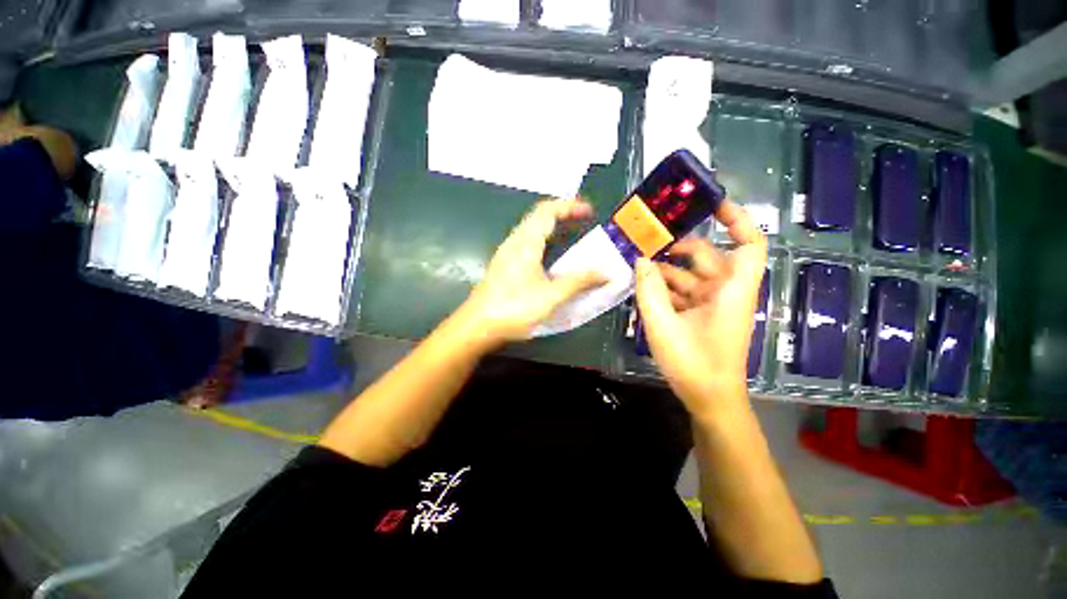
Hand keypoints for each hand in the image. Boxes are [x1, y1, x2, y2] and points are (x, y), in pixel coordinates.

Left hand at [457, 199, 606, 346]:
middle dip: (562, 214)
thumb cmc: (514, 308)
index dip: (569, 206)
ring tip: (570, 236)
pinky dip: (543, 241)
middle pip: (538, 216)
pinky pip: (526, 243)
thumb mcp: (551, 296)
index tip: (589, 211)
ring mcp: (506, 253)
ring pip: (531, 230)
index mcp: (526, 243)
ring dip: (552, 227)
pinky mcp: (504, 265)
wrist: (477, 325)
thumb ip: (579, 282)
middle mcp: (514, 242)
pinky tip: (550, 258)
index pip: (547, 211)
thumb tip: (606, 273)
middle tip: (583, 221)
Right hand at [634, 200, 766, 415]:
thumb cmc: (693, 364)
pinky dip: (664, 288)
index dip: (736, 218)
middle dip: (676, 247)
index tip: (709, 203)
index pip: (749, 243)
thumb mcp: (663, 326)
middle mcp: (726, 291)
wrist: (709, 399)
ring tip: (635, 267)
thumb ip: (649, 290)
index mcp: (731, 290)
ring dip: (664, 271)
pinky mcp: (702, 315)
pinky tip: (642, 289)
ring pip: (690, 275)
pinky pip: (683, 292)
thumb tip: (640, 259)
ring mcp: (713, 304)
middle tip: (644, 242)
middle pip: (706, 256)